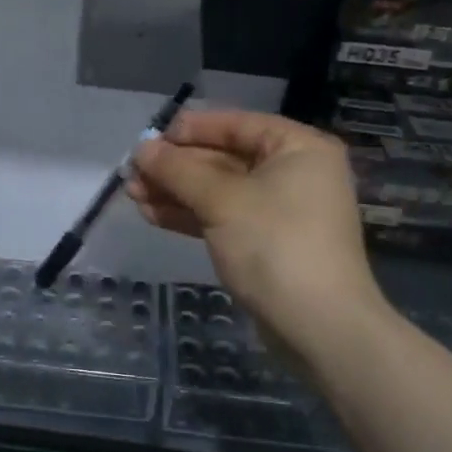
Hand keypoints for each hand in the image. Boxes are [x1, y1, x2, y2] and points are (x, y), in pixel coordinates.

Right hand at [128, 110, 385, 352]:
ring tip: (133, 194)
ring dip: (177, 191)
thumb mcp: (222, 200)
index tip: (150, 139)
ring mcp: (281, 210)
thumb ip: (178, 170)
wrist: (319, 327)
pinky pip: (224, 217)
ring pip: (219, 190)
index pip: (236, 125)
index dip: (191, 130)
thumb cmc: (275, 245)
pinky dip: (191, 215)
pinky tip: (153, 215)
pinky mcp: (267, 243)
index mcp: (298, 148)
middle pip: (224, 158)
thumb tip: (141, 149)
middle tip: (132, 173)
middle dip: (176, 167)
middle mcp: (294, 172)